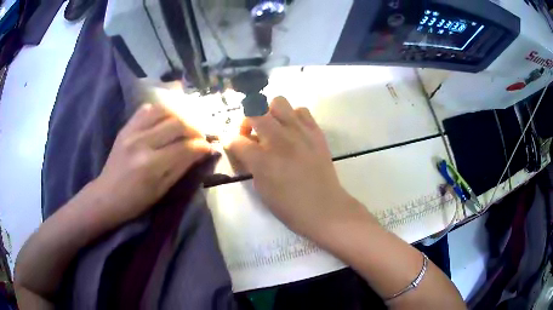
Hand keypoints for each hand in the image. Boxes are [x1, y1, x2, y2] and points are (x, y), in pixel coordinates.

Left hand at [94, 103, 211, 223]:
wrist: (107, 195)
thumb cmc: (136, 201)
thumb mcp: (162, 189)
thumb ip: (182, 167)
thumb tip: (202, 152)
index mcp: (151, 165)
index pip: (185, 147)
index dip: (201, 145)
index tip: (209, 147)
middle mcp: (142, 142)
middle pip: (177, 123)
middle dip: (194, 128)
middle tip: (199, 136)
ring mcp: (132, 131)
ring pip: (163, 110)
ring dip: (179, 116)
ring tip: (184, 126)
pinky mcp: (126, 127)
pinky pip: (146, 109)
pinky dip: (160, 111)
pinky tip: (165, 120)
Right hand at [227, 97, 366, 239]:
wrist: (324, 207)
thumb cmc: (289, 206)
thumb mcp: (261, 188)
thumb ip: (251, 164)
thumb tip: (246, 148)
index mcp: (263, 160)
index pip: (236, 140)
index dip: (230, 141)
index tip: (232, 144)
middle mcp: (280, 140)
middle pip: (254, 112)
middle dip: (247, 121)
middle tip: (252, 134)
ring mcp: (300, 133)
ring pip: (278, 102)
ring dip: (270, 113)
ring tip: (274, 128)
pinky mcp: (316, 132)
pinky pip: (301, 110)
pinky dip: (293, 116)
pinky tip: (293, 130)